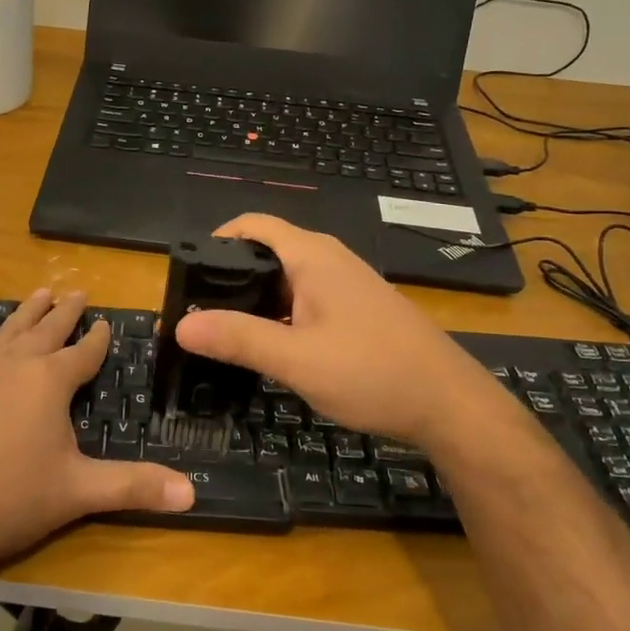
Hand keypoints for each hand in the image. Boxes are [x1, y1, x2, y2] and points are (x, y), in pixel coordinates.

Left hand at [0, 289, 193, 581]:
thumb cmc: (10, 500)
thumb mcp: (78, 492)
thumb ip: (134, 486)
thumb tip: (192, 493)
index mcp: (51, 382)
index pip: (84, 353)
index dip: (98, 338)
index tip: (105, 323)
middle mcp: (14, 362)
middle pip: (47, 329)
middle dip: (66, 312)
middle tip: (78, 292)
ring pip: (8, 329)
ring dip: (27, 311)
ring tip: (42, 293)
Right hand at [174, 215, 522, 450]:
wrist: (450, 405)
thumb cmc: (372, 372)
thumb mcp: (296, 359)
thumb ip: (238, 339)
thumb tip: (180, 326)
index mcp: (312, 256)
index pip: (253, 225)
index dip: (216, 240)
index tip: (187, 275)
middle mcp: (329, 260)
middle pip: (266, 252)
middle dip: (229, 277)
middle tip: (198, 313)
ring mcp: (346, 285)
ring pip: (286, 280)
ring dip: (255, 301)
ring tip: (224, 334)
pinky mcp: (357, 310)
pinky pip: (306, 300)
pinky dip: (280, 315)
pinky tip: (270, 348)